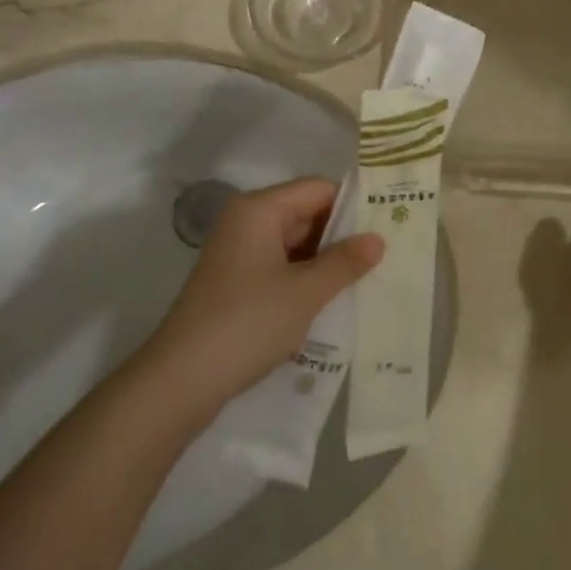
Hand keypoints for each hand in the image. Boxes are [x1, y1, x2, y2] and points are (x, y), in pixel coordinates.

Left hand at [143, 178, 384, 408]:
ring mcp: (238, 254)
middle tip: (386, 255)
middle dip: (342, 235)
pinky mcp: (235, 283)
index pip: (317, 189)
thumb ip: (344, 262)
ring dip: (326, 261)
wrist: (181, 380)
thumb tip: (378, 239)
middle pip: (305, 213)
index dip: (353, 204)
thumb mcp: (305, 293)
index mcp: (259, 209)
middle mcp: (246, 222)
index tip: (389, 224)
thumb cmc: (247, 323)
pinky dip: (305, 279)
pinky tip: (333, 301)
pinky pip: (280, 268)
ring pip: (294, 244)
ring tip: (368, 280)